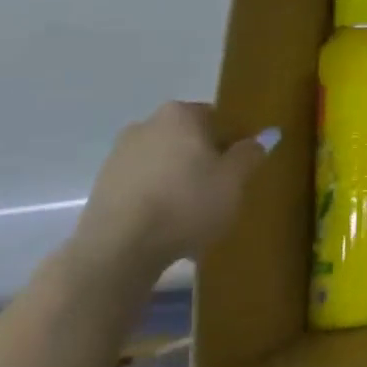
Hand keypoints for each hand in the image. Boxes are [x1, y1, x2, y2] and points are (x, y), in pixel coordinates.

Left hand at [71, 102, 270, 281]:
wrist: (117, 251)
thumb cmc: (186, 203)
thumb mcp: (234, 179)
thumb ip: (251, 153)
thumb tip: (266, 135)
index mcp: (180, 115)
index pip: (218, 118)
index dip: (233, 141)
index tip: (240, 167)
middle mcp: (146, 125)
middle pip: (188, 138)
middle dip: (204, 158)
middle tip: (220, 188)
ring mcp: (118, 156)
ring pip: (164, 161)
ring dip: (179, 178)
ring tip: (192, 211)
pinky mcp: (101, 187)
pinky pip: (142, 184)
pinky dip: (157, 195)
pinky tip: (166, 222)